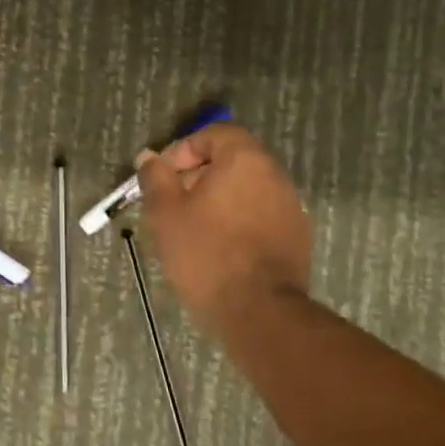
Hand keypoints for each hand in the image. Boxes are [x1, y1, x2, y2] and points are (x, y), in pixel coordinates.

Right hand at [136, 123, 312, 322]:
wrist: (259, 311)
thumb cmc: (206, 253)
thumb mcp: (166, 213)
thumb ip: (155, 178)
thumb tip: (149, 157)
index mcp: (245, 160)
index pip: (215, 134)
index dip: (184, 150)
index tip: (163, 177)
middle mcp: (274, 175)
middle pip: (232, 161)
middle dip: (198, 176)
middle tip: (172, 204)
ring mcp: (290, 207)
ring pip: (246, 190)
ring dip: (217, 200)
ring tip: (191, 229)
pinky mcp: (296, 237)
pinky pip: (260, 215)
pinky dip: (237, 222)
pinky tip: (218, 249)